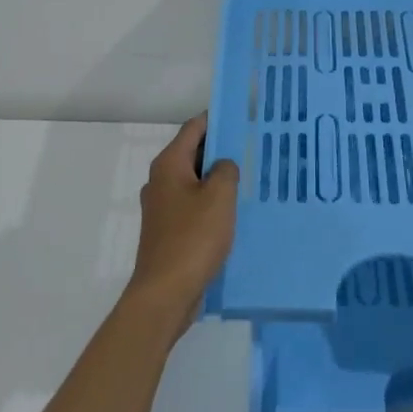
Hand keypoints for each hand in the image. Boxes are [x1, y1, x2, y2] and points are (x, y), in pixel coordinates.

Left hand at [125, 112, 239, 328]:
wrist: (164, 294)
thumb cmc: (192, 238)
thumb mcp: (219, 197)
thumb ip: (226, 170)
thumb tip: (223, 165)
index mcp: (169, 164)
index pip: (194, 128)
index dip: (217, 119)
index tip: (242, 117)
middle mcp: (160, 181)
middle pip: (192, 153)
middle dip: (220, 150)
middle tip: (251, 148)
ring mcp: (161, 208)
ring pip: (193, 182)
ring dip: (216, 180)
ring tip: (247, 180)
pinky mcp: (167, 231)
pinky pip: (192, 206)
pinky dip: (210, 203)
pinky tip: (232, 214)